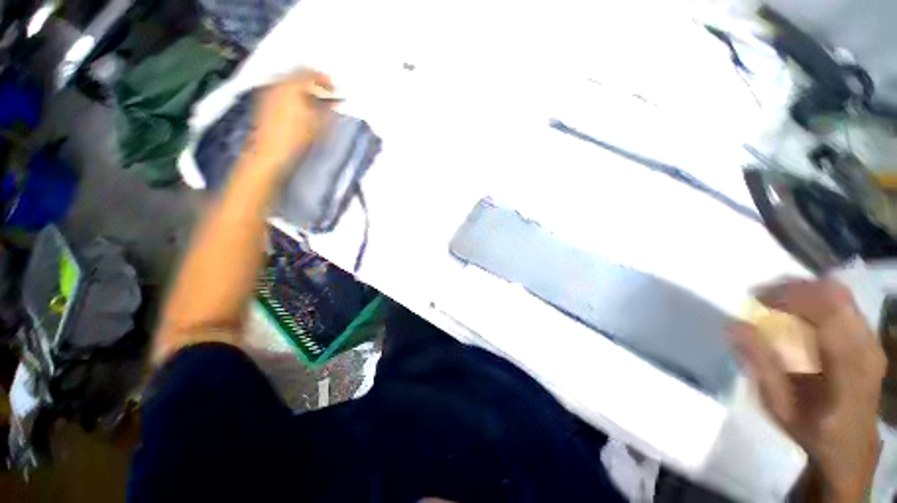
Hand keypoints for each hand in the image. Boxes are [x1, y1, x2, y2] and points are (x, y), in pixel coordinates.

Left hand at [249, 69, 335, 176]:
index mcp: (293, 86)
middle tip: (326, 92)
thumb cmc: (297, 138)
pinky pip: (283, 89)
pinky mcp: (265, 100)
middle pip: (298, 74)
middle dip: (314, 81)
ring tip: (315, 99)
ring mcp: (270, 90)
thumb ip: (327, 109)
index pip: (311, 74)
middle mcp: (279, 83)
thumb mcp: (318, 124)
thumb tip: (334, 101)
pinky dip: (294, 93)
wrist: (270, 151)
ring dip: (304, 88)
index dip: (325, 79)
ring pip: (290, 82)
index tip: (335, 87)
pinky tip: (301, 105)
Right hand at [729, 279, 885, 501]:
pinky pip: (844, 304)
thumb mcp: (779, 404)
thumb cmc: (811, 429)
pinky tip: (798, 311)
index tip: (755, 297)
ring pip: (840, 295)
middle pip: (835, 294)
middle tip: (762, 294)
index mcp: (848, 364)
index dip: (789, 294)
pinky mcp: (870, 339)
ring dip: (805, 291)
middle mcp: (865, 345)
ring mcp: (872, 339)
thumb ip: (760, 363)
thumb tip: (734, 324)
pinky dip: (817, 299)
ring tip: (776, 299)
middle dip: (795, 287)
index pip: (825, 308)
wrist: (849, 447)